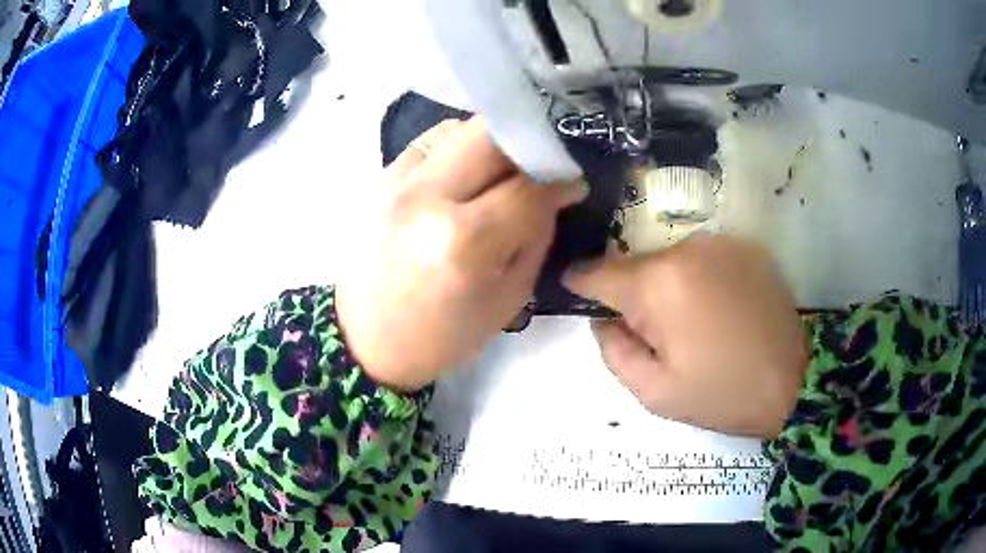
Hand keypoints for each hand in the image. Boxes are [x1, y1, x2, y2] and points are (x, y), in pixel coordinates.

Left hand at [336, 117, 586, 391]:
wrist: (366, 340)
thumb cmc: (441, 336)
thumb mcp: (507, 299)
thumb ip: (536, 236)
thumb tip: (555, 191)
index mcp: (462, 241)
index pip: (527, 187)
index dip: (559, 181)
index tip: (573, 185)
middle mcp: (425, 197)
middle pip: (490, 136)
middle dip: (527, 145)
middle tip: (540, 167)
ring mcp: (395, 182)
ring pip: (459, 129)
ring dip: (492, 144)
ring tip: (502, 172)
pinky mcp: (379, 178)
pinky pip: (431, 142)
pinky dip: (458, 148)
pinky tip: (465, 174)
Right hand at [564, 234, 807, 437]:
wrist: (793, 381)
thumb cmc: (722, 394)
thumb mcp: (654, 392)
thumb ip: (613, 350)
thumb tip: (602, 319)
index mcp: (657, 285)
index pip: (597, 271)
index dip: (580, 284)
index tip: (575, 294)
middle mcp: (685, 249)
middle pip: (635, 265)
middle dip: (630, 294)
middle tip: (651, 334)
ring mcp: (718, 244)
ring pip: (668, 261)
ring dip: (665, 287)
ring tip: (690, 325)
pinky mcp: (743, 248)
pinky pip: (700, 260)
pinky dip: (696, 280)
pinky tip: (716, 311)